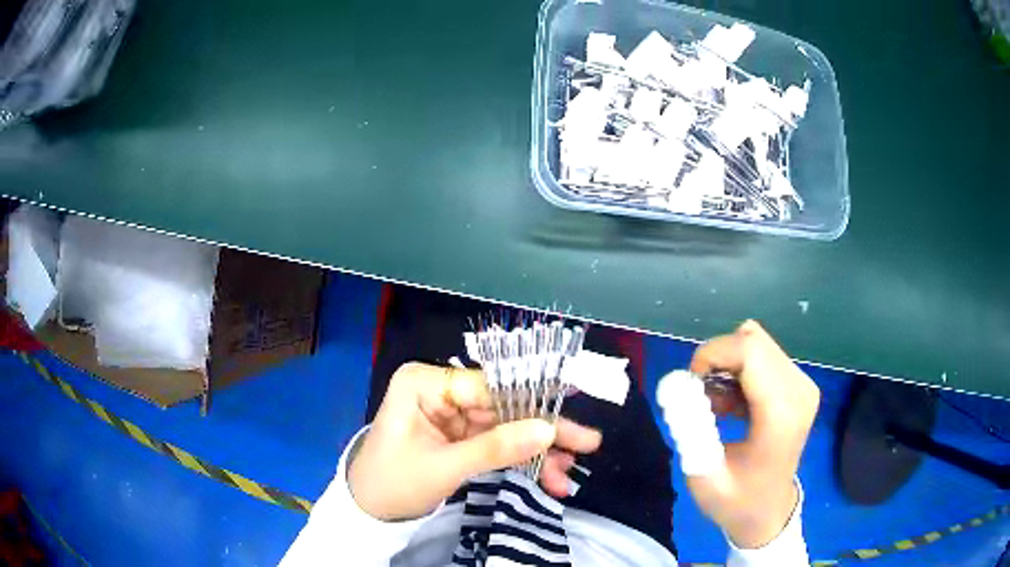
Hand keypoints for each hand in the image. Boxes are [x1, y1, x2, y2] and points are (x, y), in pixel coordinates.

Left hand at [348, 362, 602, 520]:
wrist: (369, 510)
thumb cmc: (393, 482)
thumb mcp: (444, 467)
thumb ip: (496, 448)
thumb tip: (548, 430)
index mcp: (426, 383)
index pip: (489, 387)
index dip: (533, 402)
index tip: (571, 415)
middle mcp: (441, 390)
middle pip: (504, 407)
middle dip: (543, 432)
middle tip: (586, 444)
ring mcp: (452, 414)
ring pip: (506, 427)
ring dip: (537, 452)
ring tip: (568, 474)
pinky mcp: (459, 435)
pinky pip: (497, 443)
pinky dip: (521, 460)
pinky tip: (548, 475)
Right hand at [686, 321, 819, 547]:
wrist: (769, 511)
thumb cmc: (737, 501)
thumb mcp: (704, 477)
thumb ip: (690, 432)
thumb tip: (675, 388)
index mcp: (781, 415)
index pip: (750, 352)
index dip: (713, 354)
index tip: (690, 382)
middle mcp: (799, 390)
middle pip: (753, 341)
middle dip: (717, 359)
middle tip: (699, 395)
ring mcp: (802, 385)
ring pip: (757, 344)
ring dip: (728, 366)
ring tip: (716, 404)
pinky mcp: (799, 384)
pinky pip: (763, 356)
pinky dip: (739, 371)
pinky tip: (732, 404)